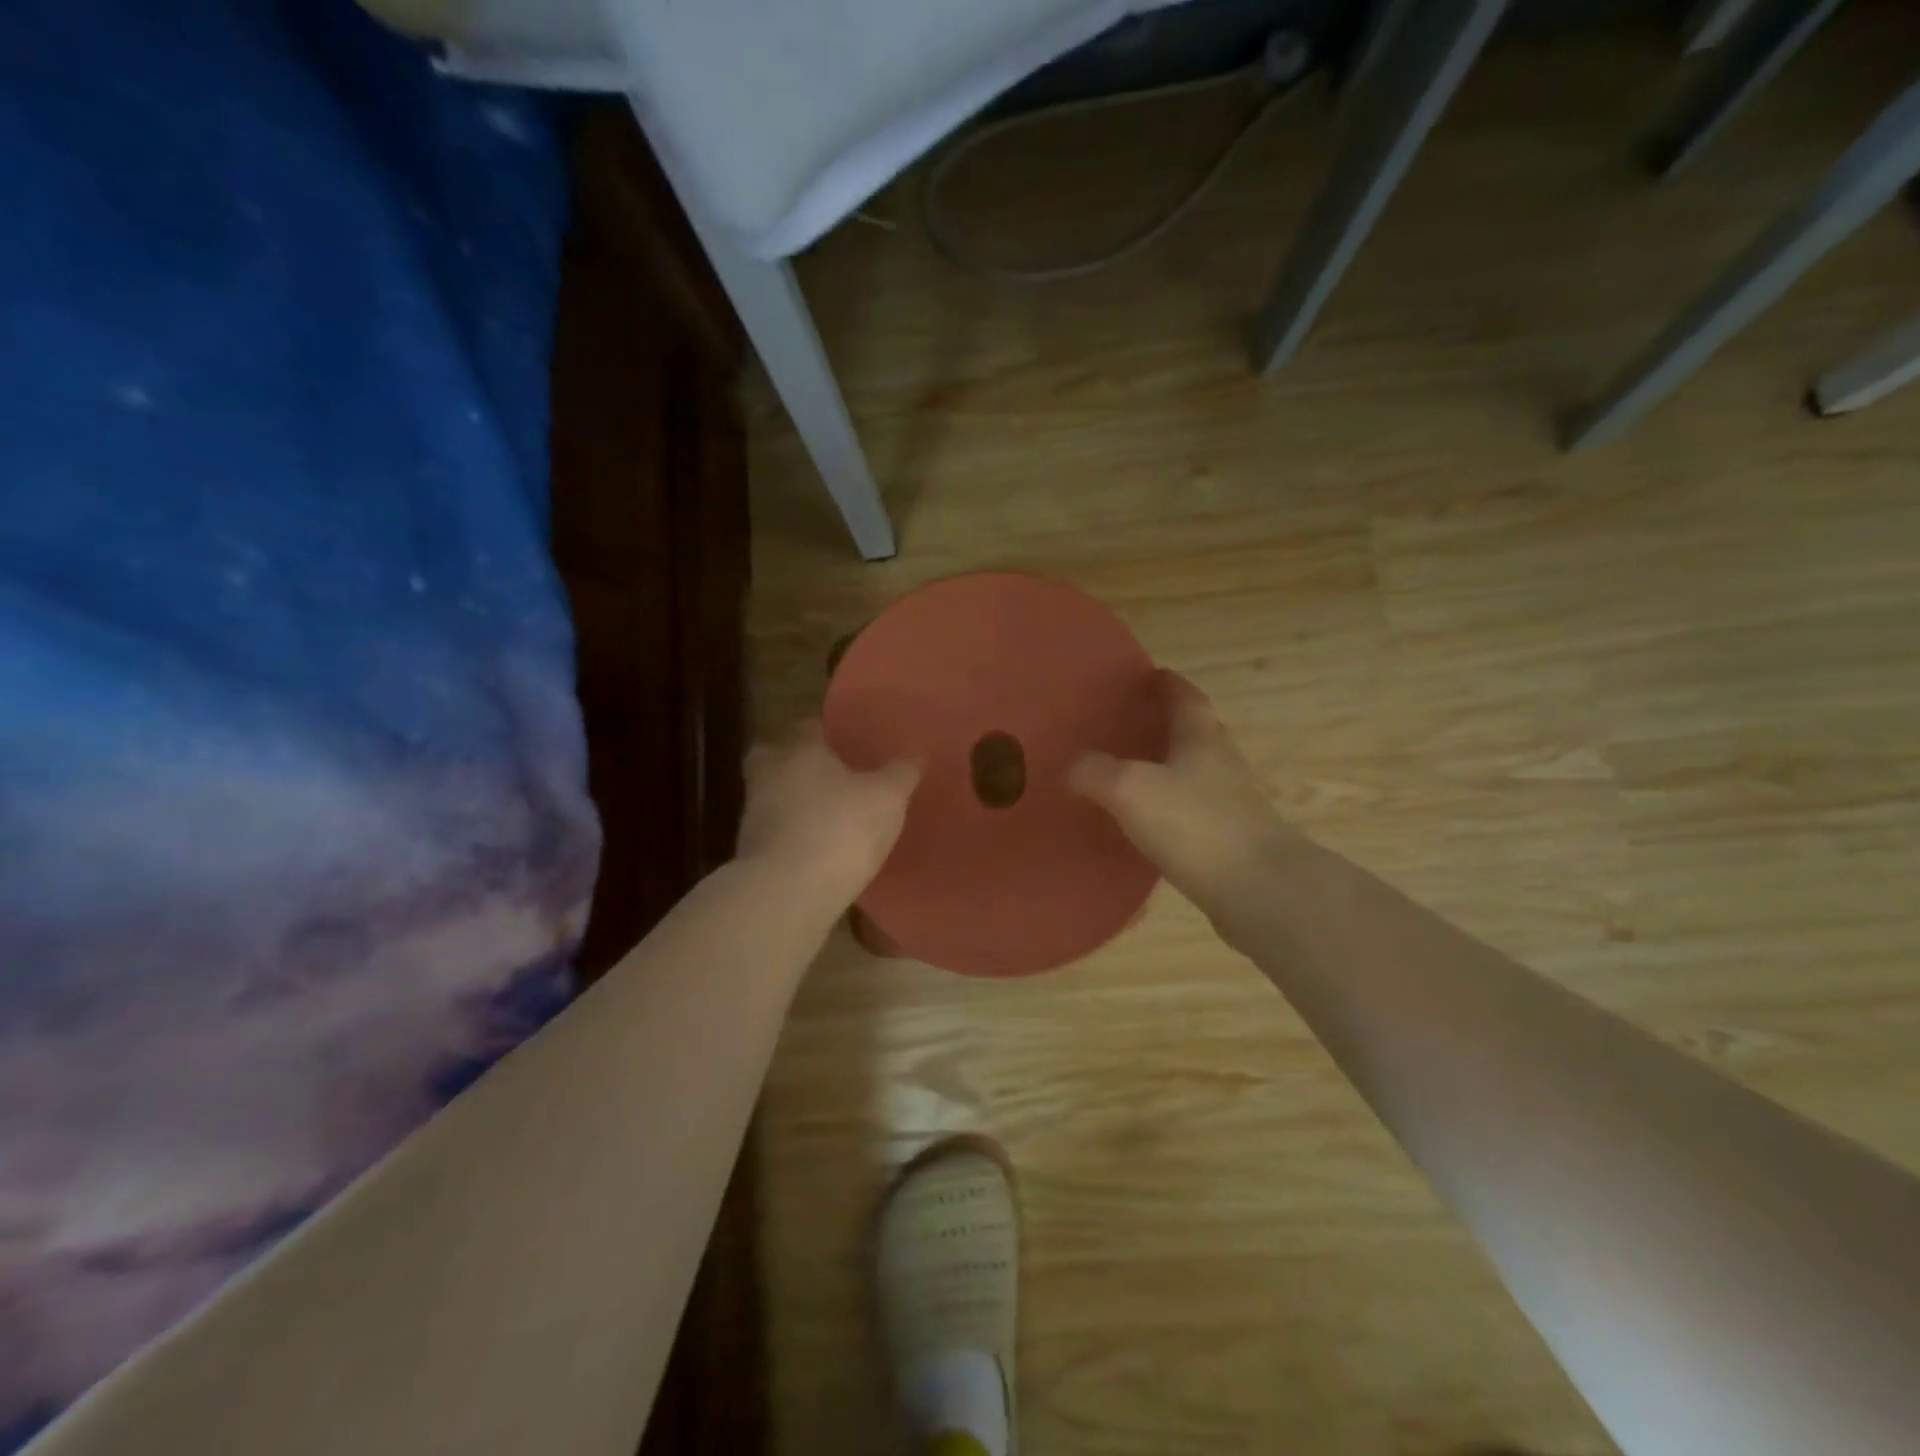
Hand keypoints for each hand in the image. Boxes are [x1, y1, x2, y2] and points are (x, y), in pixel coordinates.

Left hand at [738, 721, 918, 906]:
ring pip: (773, 797)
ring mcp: (754, 816)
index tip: (846, 741)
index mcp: (799, 750)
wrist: (787, 892)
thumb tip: (914, 755)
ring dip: (794, 803)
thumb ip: (900, 773)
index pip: (808, 726)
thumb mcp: (887, 797)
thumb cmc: (840, 827)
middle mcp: (768, 775)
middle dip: (795, 762)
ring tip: (828, 816)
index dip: (826, 732)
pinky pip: (776, 834)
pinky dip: (793, 837)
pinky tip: (819, 850)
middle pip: (775, 757)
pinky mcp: (752, 855)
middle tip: (826, 775)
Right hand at [1069, 671, 1287, 912]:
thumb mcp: (1130, 790)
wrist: (1261, 890)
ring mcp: (1235, 803)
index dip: (1167, 684)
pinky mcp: (1235, 840)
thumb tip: (1072, 765)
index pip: (1186, 697)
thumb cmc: (1196, 826)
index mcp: (1202, 739)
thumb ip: (1096, 772)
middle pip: (1198, 732)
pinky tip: (1152, 826)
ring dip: (1172, 768)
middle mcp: (1223, 763)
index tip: (1149, 675)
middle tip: (1133, 725)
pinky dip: (1175, 809)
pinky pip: (1198, 812)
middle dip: (1169, 724)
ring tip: (1134, 775)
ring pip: (1199, 773)